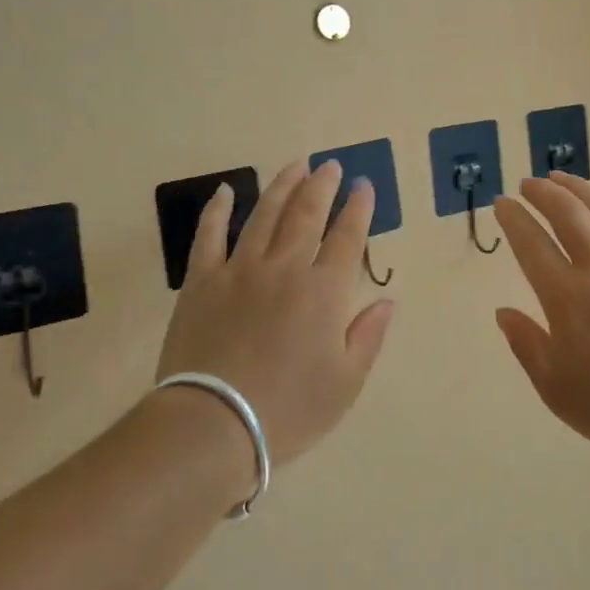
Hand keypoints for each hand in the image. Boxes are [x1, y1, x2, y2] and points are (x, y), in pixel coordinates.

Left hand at [156, 159, 396, 467]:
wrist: (213, 424)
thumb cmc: (288, 410)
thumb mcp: (345, 383)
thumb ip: (368, 336)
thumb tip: (388, 299)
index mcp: (323, 292)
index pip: (346, 238)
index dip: (358, 209)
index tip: (364, 185)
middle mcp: (284, 269)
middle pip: (306, 215)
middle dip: (322, 186)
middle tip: (330, 165)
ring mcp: (240, 270)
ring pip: (264, 215)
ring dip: (282, 187)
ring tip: (295, 165)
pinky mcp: (202, 280)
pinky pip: (209, 235)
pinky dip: (217, 210)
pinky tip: (225, 190)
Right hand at [492, 173, 589, 464]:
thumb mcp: (558, 391)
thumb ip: (527, 346)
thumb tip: (502, 312)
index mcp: (567, 297)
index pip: (531, 245)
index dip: (513, 219)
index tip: (501, 203)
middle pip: (566, 214)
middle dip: (542, 193)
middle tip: (528, 184)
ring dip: (580, 188)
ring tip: (563, 178)